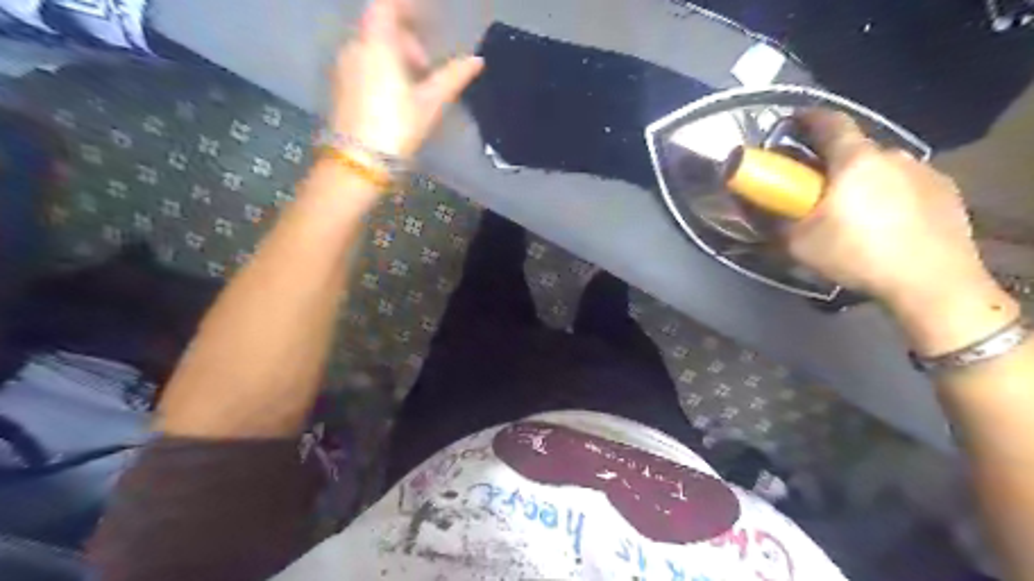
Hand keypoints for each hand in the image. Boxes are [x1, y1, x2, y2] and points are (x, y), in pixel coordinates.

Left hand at [331, 0, 485, 159]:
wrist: (358, 161)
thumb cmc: (396, 126)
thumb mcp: (430, 103)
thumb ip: (452, 77)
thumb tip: (476, 61)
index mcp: (377, 44)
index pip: (387, 6)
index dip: (408, 7)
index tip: (428, 18)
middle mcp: (354, 47)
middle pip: (379, 27)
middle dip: (405, 38)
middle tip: (426, 66)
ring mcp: (343, 67)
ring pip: (370, 46)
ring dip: (393, 55)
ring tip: (413, 85)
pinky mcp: (339, 86)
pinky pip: (362, 63)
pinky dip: (380, 67)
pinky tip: (394, 95)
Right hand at [789, 110, 987, 309]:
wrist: (931, 282)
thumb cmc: (856, 255)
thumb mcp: (799, 243)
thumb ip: (773, 219)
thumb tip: (751, 205)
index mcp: (855, 160)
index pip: (829, 122)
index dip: (807, 118)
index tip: (791, 123)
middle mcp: (893, 154)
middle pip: (854, 148)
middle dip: (831, 161)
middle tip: (816, 187)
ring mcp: (924, 171)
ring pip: (881, 167)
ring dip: (862, 179)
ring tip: (853, 211)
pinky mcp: (946, 192)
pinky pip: (906, 183)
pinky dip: (889, 193)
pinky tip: (885, 223)